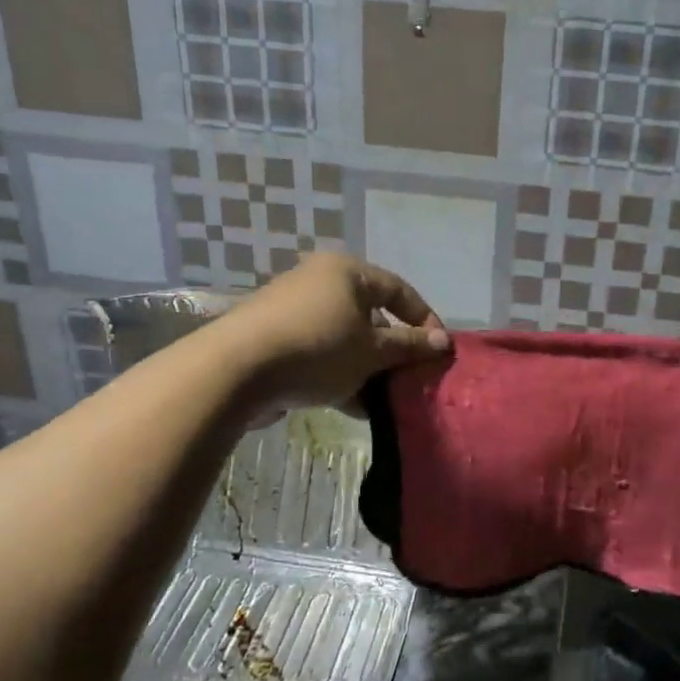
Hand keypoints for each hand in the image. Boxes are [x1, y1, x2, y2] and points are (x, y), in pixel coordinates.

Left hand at [218, 252, 450, 410]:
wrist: (235, 371)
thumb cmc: (318, 349)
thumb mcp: (372, 351)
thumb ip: (410, 346)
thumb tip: (444, 342)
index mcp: (347, 272)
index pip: (399, 290)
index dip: (424, 319)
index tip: (439, 351)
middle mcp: (320, 282)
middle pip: (371, 316)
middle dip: (393, 351)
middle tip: (410, 378)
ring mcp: (294, 311)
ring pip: (345, 340)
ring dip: (368, 369)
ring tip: (385, 400)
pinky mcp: (275, 339)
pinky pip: (320, 354)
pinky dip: (340, 376)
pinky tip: (355, 408)